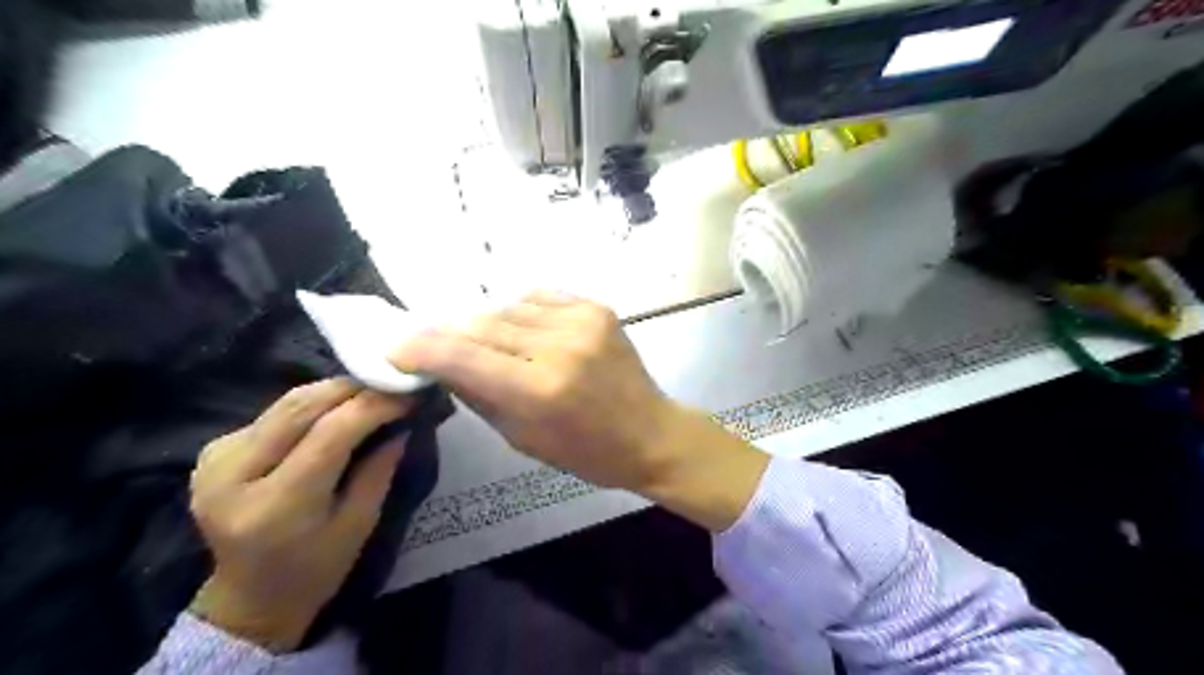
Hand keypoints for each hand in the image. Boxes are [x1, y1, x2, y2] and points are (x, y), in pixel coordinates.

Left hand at [187, 376, 412, 651]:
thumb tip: (403, 420)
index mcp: (276, 505)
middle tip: (392, 386)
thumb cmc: (316, 568)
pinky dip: (312, 406)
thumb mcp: (361, 523)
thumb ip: (380, 468)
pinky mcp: (214, 451)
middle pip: (301, 407)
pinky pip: (274, 413)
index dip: (374, 405)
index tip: (409, 396)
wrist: (249, 596)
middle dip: (354, 388)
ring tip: (370, 393)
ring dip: (333, 392)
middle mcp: (234, 476)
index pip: (331, 433)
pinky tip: (334, 413)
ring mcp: (216, 460)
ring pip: (286, 403)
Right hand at [396, 289, 771, 531]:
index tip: (396, 348)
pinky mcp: (597, 307)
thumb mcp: (520, 436)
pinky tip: (520, 328)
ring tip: (480, 340)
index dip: (420, 348)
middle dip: (448, 334)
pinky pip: (538, 297)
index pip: (461, 356)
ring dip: (485, 323)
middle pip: (481, 324)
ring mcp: (581, 321)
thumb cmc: (585, 451)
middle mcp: (558, 346)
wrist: (650, 432)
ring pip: (507, 307)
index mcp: (538, 389)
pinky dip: (519, 310)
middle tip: (430, 342)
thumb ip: (477, 393)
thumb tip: (438, 362)